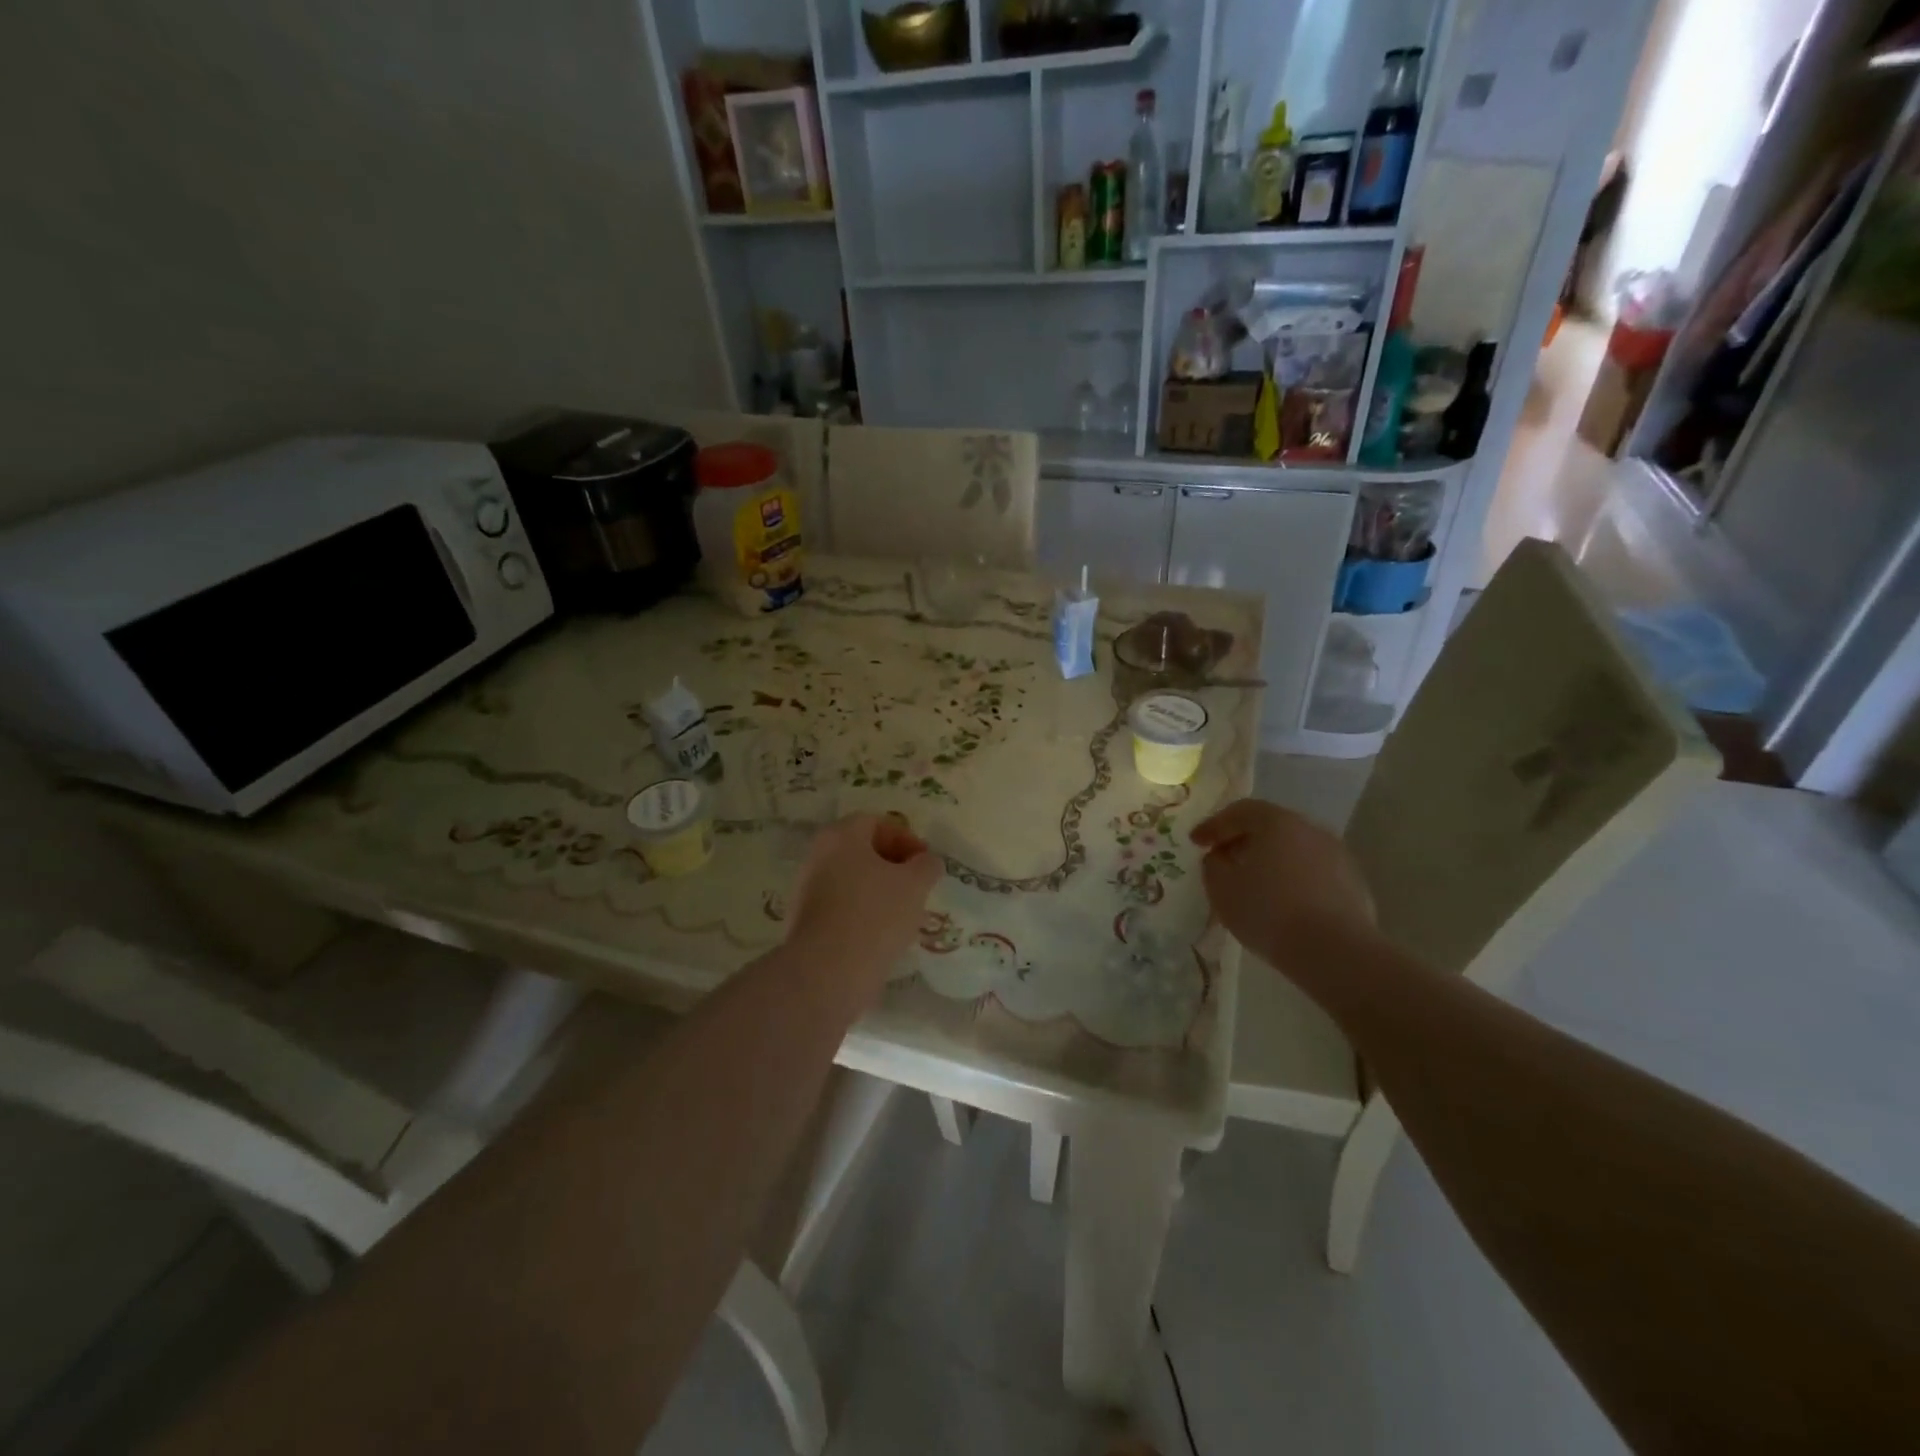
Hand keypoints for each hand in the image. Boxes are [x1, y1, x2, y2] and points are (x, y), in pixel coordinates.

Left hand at [788, 814, 943, 994]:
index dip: (906, 839)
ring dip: (878, 891)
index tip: (925, 864)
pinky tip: (880, 936)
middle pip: (861, 851)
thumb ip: (926, 865)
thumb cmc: (875, 915)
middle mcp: (817, 856)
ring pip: (851, 880)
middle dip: (893, 866)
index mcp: (840, 836)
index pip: (876, 823)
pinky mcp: (804, 922)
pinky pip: (840, 906)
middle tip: (916, 888)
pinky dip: (862, 913)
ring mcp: (806, 890)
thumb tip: (926, 862)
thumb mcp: (915, 885)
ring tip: (903, 915)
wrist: (827, 972)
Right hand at [1191, 799, 1375, 968]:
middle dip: (1243, 841)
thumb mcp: (1222, 889)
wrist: (1336, 952)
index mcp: (1277, 822)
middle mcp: (1311, 829)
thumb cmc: (1269, 912)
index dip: (1214, 825)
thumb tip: (1219, 857)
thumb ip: (1213, 865)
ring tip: (1254, 885)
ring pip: (1294, 850)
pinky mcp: (1354, 884)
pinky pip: (1313, 873)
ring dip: (1271, 861)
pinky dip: (1294, 880)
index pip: (1239, 811)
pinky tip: (1283, 904)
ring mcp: (1337, 856)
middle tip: (1223, 859)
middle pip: (1270, 827)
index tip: (1196, 842)